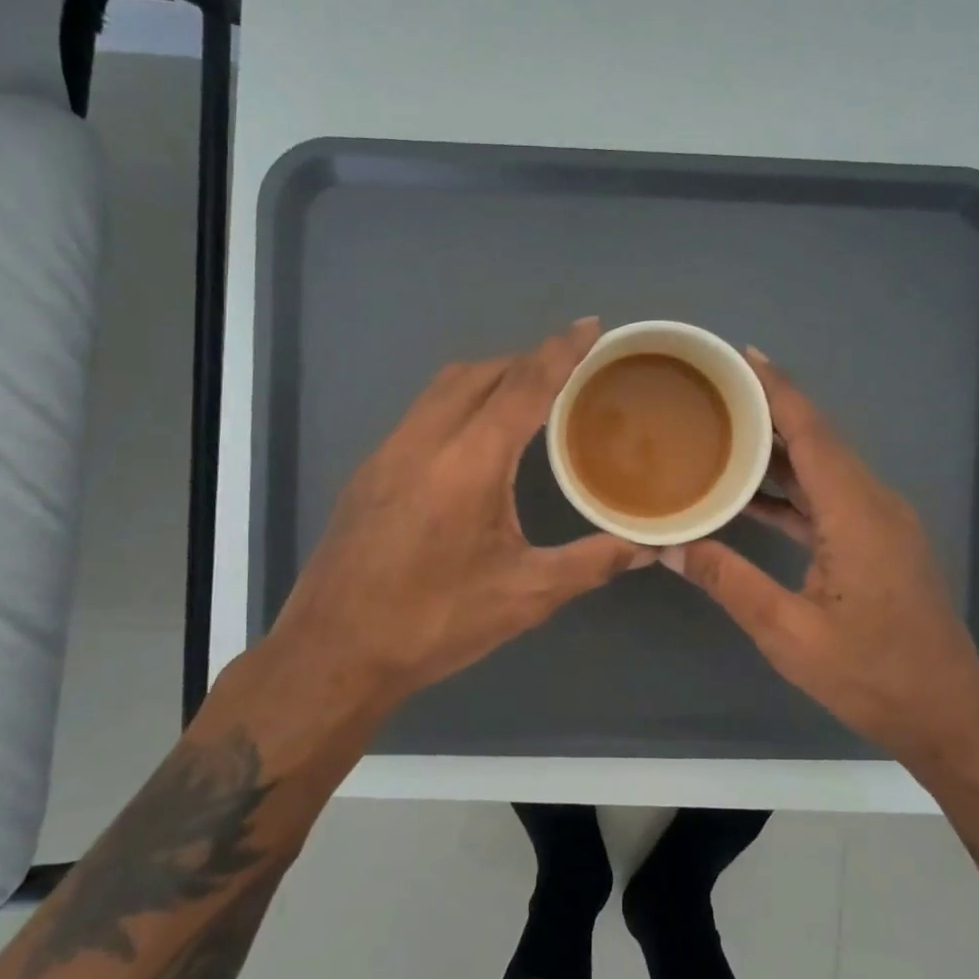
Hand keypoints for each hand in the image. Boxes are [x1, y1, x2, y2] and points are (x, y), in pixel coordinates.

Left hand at [227, 320, 648, 755]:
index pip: (523, 386)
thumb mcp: (524, 596)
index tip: (591, 326)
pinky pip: (421, 412)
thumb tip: (646, 547)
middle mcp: (423, 441)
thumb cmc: (433, 623)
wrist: (333, 653)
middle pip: (480, 372)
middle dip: (526, 359)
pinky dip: (458, 403)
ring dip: (488, 377)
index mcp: (468, 463)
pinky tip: (474, 440)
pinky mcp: (368, 472)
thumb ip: (591, 563)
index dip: (561, 351)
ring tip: (526, 394)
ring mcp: (387, 453)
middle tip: (567, 368)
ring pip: (443, 387)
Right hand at [662, 349, 978, 774]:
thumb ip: (729, 581)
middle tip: (716, 390)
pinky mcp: (880, 541)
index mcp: (857, 515)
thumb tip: (669, 545)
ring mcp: (882, 522)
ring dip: (778, 450)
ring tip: (723, 432)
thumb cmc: (870, 676)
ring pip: (825, 468)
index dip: (779, 390)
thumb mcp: (788, 634)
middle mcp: (875, 504)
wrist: (945, 713)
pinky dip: (792, 488)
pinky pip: (830, 498)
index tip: (743, 355)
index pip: (813, 434)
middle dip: (770, 409)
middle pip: (819, 440)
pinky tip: (751, 495)